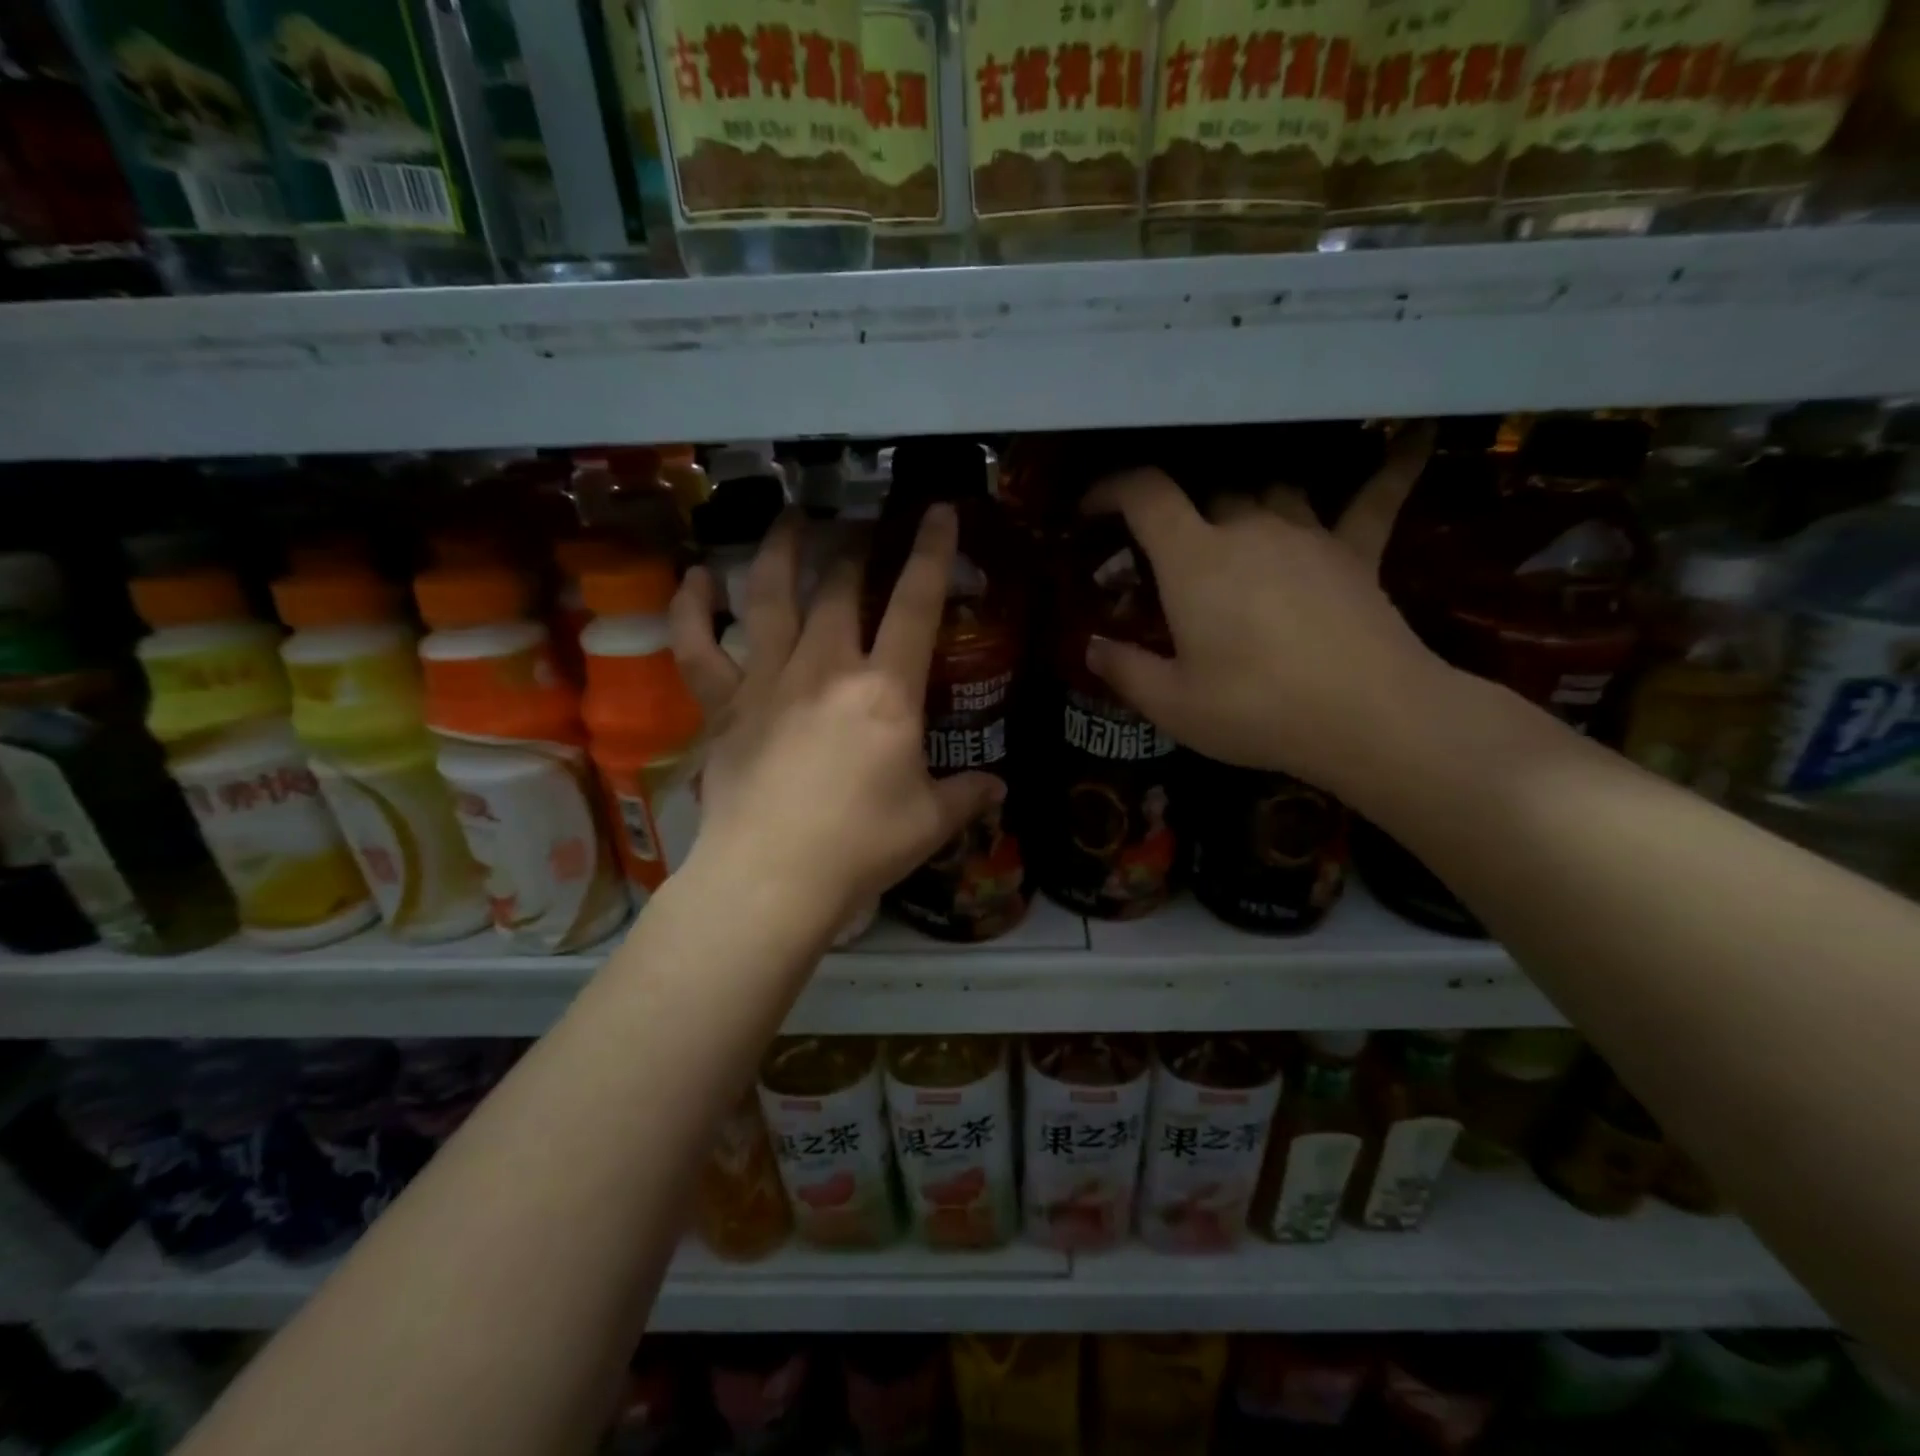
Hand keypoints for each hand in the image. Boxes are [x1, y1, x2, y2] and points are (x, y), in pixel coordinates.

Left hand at [669, 506, 1003, 937]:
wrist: (772, 878)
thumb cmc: (860, 847)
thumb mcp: (929, 822)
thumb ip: (967, 796)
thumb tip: (999, 788)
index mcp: (885, 691)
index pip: (915, 603)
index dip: (931, 550)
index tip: (936, 510)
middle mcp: (826, 668)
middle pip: (840, 588)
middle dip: (856, 550)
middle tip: (863, 530)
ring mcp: (768, 681)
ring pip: (769, 597)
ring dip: (780, 551)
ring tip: (791, 519)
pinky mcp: (724, 706)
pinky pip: (698, 647)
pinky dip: (691, 608)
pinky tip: (695, 578)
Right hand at [1081, 425, 1449, 795]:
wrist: (1369, 718)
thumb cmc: (1257, 710)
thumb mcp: (1172, 705)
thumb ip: (1124, 670)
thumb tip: (1091, 647)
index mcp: (1195, 559)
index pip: (1145, 494)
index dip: (1110, 489)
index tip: (1090, 509)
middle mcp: (1250, 527)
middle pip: (1209, 493)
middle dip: (1180, 511)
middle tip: (1165, 549)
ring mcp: (1309, 533)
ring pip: (1273, 489)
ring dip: (1248, 498)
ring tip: (1236, 519)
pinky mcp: (1358, 552)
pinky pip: (1377, 496)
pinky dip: (1393, 464)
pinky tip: (1420, 430)